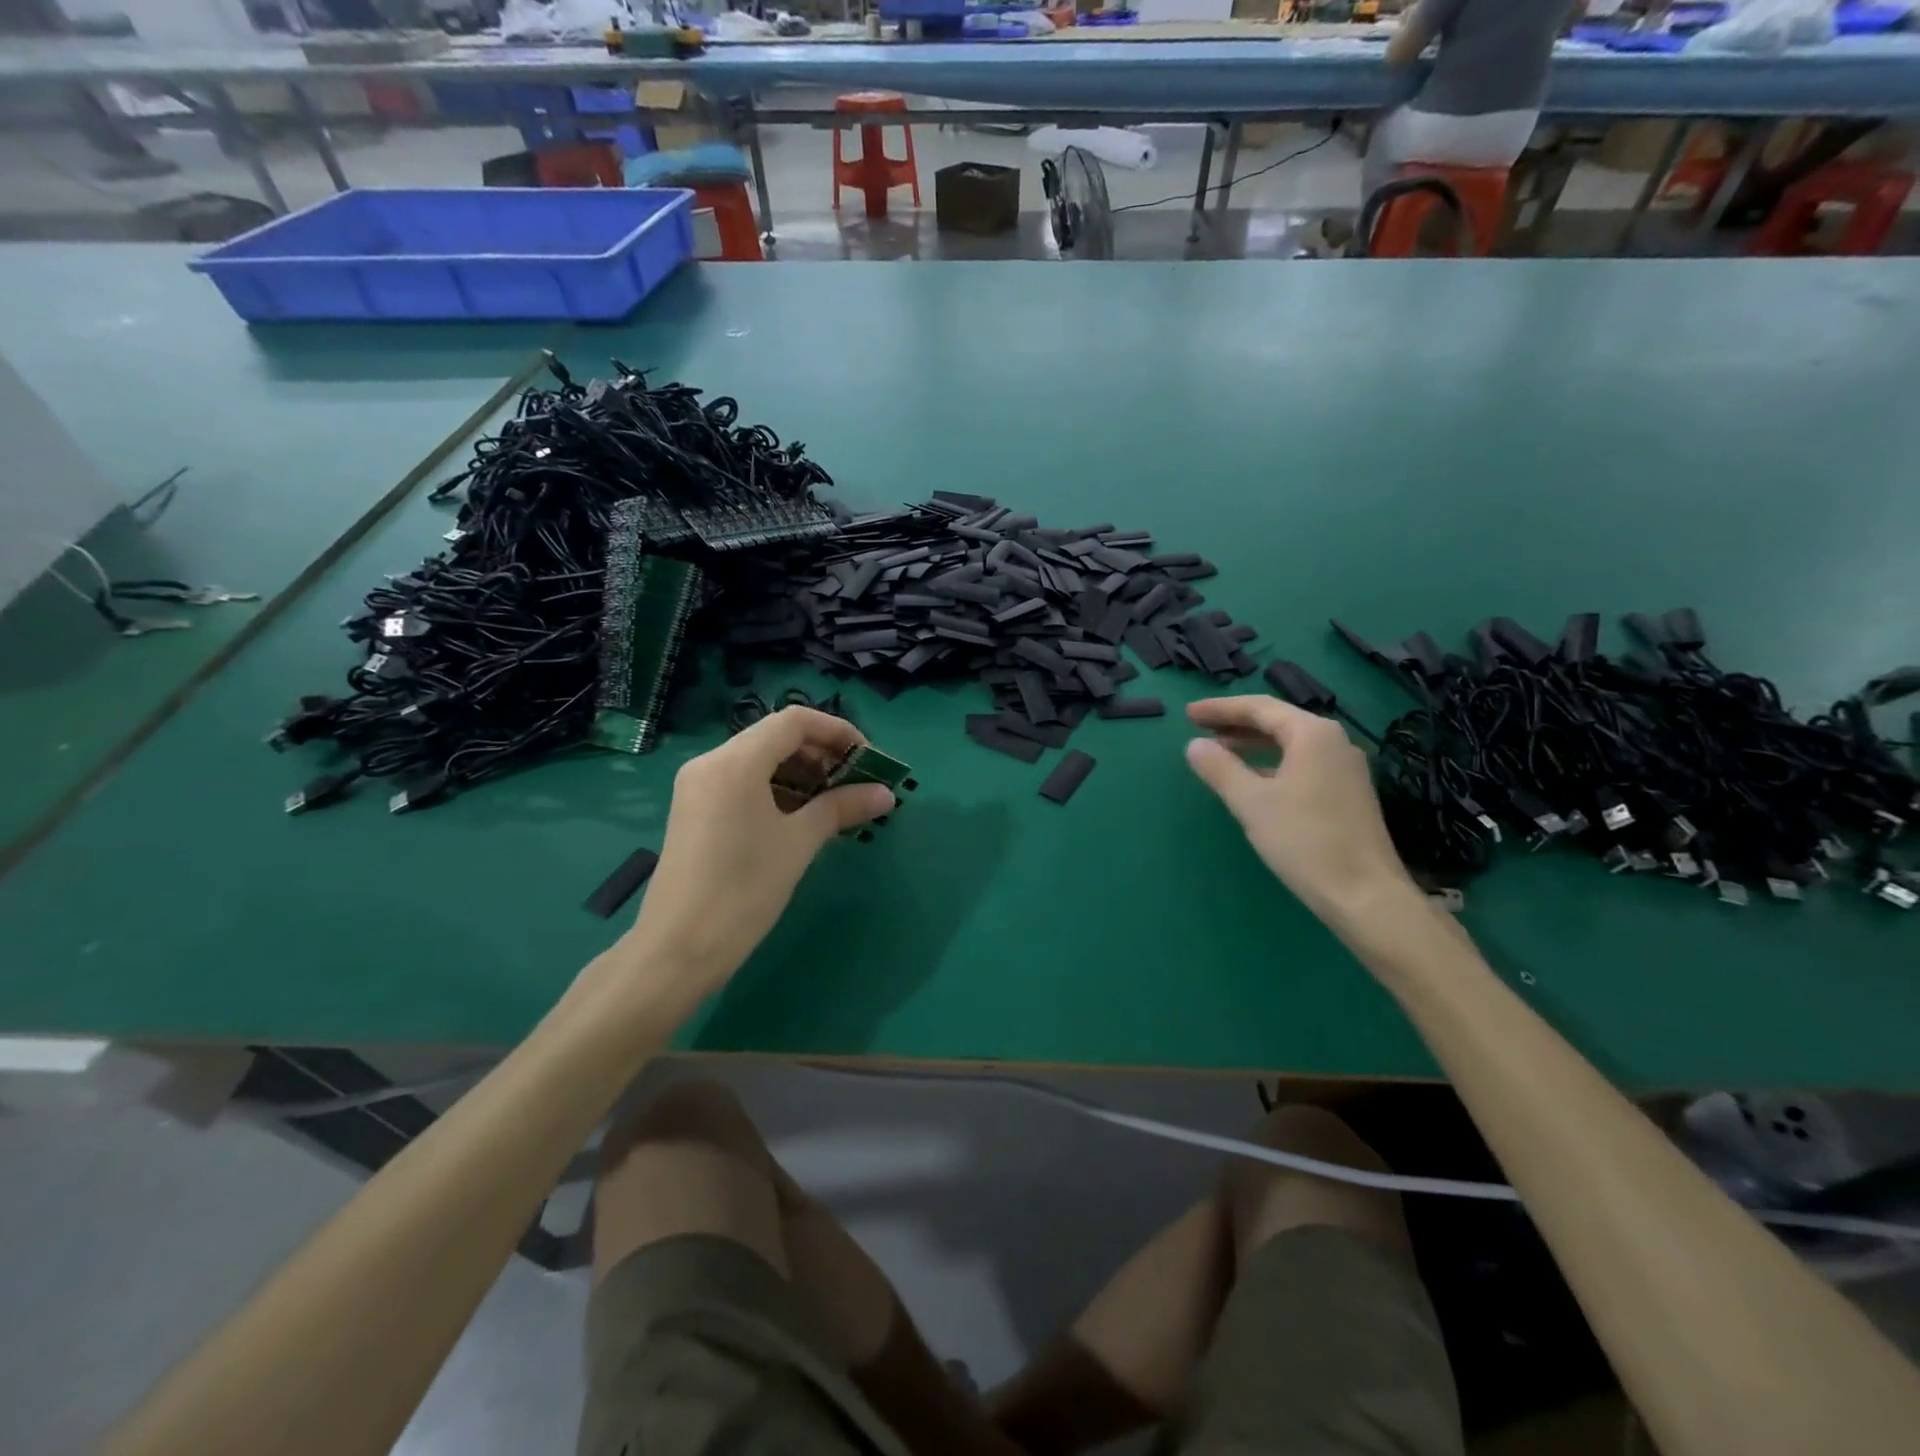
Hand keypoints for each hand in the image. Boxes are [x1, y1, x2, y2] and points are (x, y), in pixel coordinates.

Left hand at [626, 706, 893, 997]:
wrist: (678, 950)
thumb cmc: (744, 891)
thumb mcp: (799, 843)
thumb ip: (842, 807)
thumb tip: (886, 793)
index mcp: (734, 762)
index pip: (794, 721)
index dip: (837, 732)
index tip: (868, 759)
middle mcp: (711, 762)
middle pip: (776, 737)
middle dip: (822, 754)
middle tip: (857, 783)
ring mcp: (699, 786)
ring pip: (760, 760)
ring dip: (802, 773)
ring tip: (835, 803)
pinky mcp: (695, 809)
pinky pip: (743, 782)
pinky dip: (777, 789)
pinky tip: (802, 816)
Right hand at [1183, 696, 1418, 922]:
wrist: (1365, 895)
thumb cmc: (1305, 841)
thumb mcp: (1251, 802)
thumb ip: (1220, 768)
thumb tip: (1194, 745)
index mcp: (1312, 734)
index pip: (1259, 707)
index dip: (1221, 709)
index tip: (1187, 713)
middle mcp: (1334, 742)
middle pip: (1277, 721)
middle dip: (1236, 723)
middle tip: (1199, 729)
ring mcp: (1345, 768)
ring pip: (1290, 744)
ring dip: (1253, 744)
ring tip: (1220, 752)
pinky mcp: (1348, 793)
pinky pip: (1302, 764)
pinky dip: (1272, 764)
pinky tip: (1254, 780)